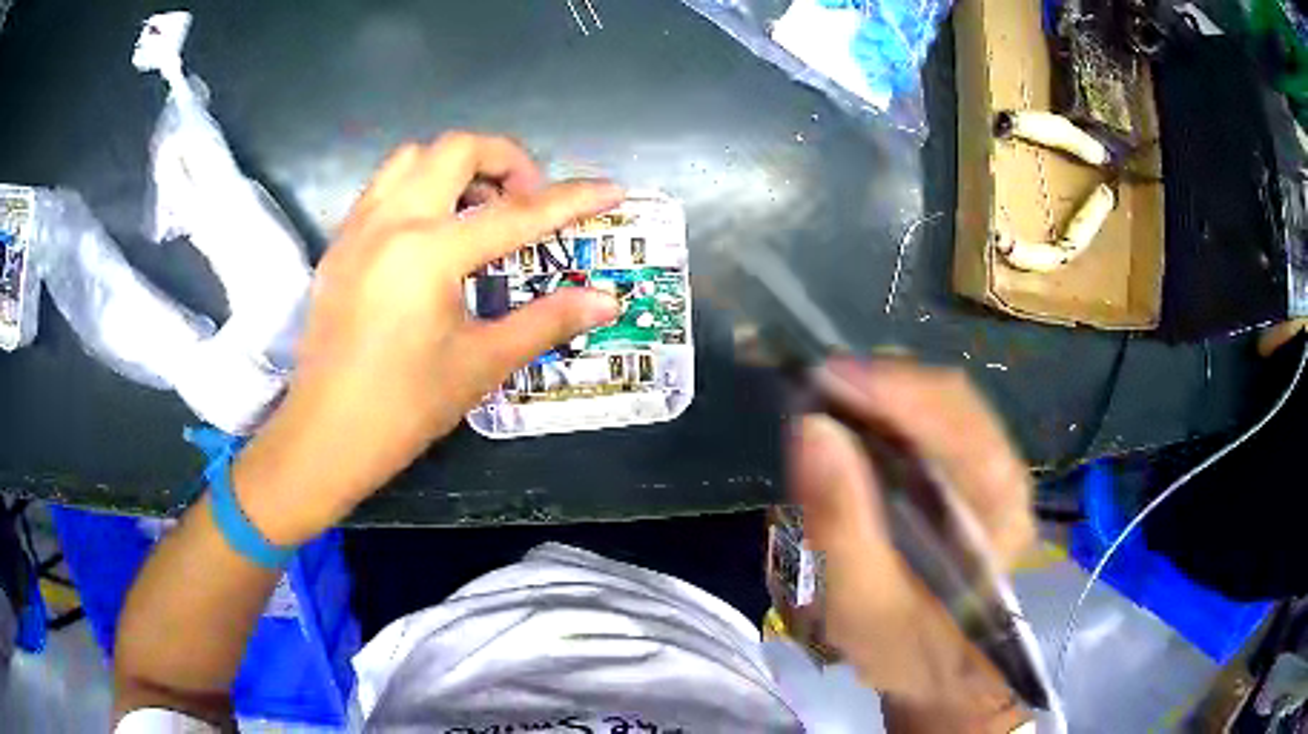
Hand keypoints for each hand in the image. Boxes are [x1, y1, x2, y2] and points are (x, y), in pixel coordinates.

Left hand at [232, 133, 622, 543]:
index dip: (571, 199)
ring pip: (412, 157)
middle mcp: (392, 221)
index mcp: (430, 252)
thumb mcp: (482, 364)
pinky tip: (429, 234)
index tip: (609, 189)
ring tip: (475, 211)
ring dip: (455, 167)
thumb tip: (606, 301)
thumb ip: (547, 321)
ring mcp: (358, 227)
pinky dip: (418, 187)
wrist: (325, 436)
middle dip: (505, 161)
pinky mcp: (339, 243)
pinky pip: (383, 186)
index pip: (517, 213)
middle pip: (457, 149)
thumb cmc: (404, 408)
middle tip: (524, 204)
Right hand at [790, 360, 1036, 728]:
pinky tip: (854, 430)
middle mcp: (1005, 474)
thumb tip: (812, 429)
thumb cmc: (906, 648)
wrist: (938, 673)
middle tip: (814, 391)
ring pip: (938, 404)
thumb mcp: (863, 603)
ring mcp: (990, 472)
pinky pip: (930, 425)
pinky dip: (887, 417)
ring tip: (827, 405)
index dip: (892, 389)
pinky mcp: (969, 478)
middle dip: (880, 387)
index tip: (825, 380)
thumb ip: (841, 524)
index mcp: (999, 506)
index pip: (956, 418)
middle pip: (948, 399)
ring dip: (881, 397)